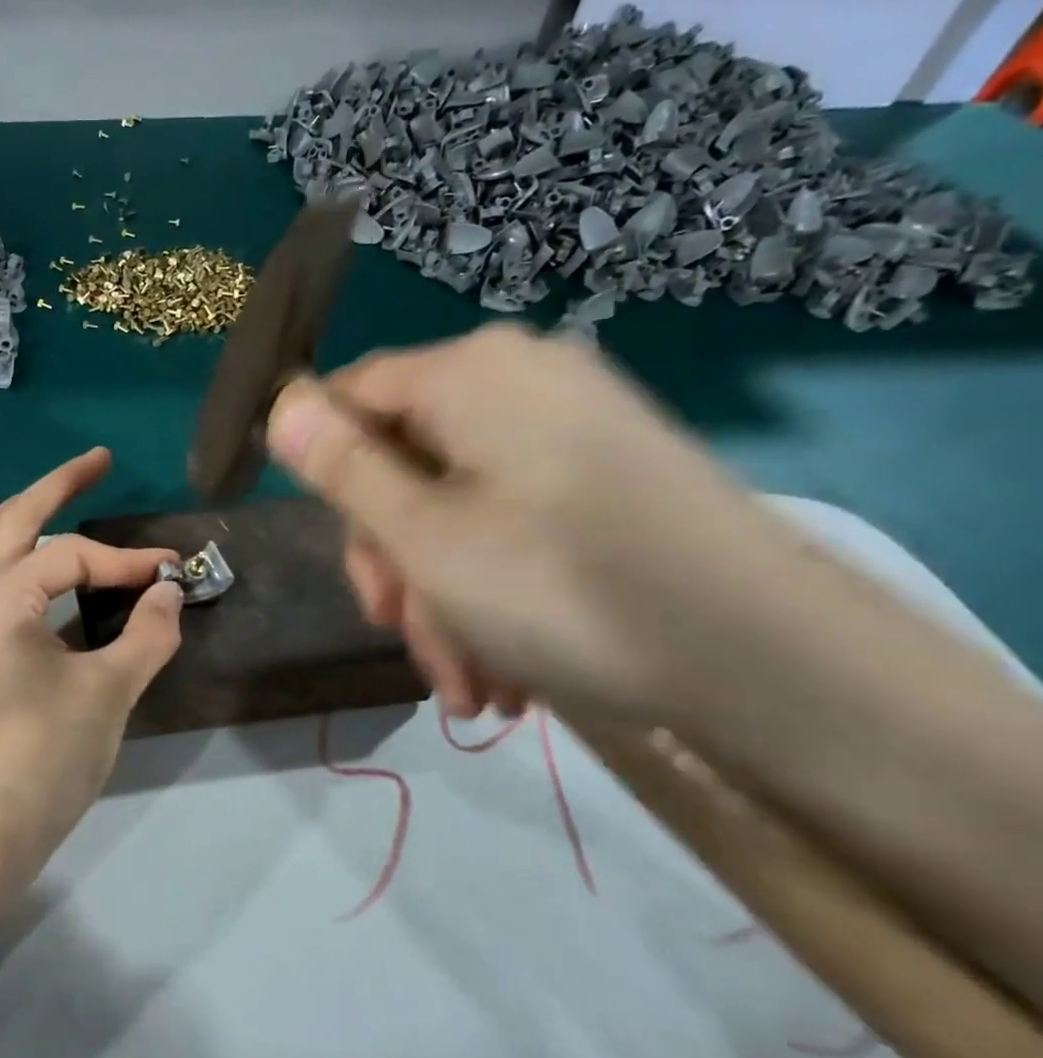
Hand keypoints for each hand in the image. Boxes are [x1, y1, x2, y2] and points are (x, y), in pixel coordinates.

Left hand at [0, 448, 183, 886]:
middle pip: (12, 521)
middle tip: (99, 460)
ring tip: (63, 497)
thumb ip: (146, 636)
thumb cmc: (41, 759)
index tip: (173, 574)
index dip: (126, 561)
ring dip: (25, 517)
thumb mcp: (107, 693)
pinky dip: (18, 560)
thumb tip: (169, 594)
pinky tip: (47, 569)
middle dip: (56, 486)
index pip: (71, 556)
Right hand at [267, 324, 797, 726]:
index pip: (351, 394)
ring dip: (443, 595)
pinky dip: (494, 587)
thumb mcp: (421, 535)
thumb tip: (281, 405)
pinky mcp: (609, 471)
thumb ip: (340, 466)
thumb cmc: (561, 588)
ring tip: (467, 684)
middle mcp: (520, 380)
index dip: (324, 468)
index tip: (342, 553)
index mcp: (470, 373)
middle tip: (400, 633)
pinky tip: (505, 668)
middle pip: (405, 458)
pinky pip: (513, 517)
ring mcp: (571, 425)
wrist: (775, 663)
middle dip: (397, 558)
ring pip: (457, 503)